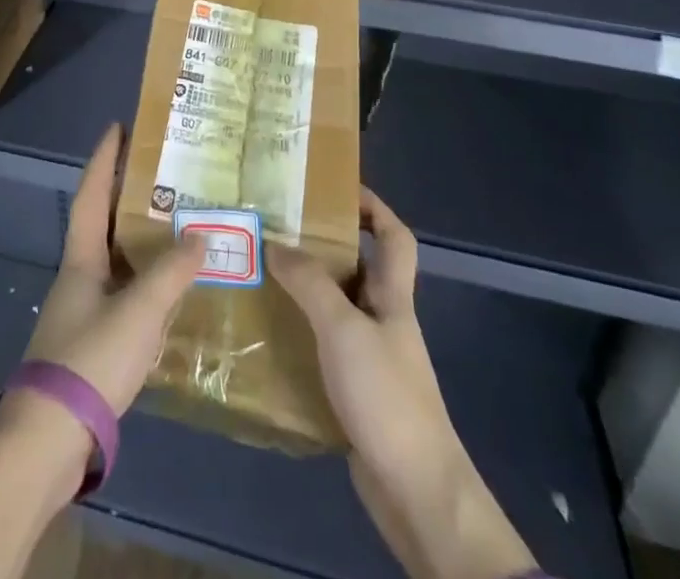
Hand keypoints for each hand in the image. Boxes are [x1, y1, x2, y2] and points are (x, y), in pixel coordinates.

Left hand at [23, 123, 205, 413]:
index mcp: (82, 257)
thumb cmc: (90, 359)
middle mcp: (80, 276)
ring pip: (117, 260)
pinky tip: (171, 292)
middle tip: (163, 173)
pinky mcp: (92, 344)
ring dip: (141, 241)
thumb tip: (200, 236)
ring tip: (177, 225)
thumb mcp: (138, 311)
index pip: (90, 194)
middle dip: (128, 195)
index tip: (118, 127)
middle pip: (104, 223)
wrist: (49, 440)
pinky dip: (147, 283)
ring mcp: (84, 311)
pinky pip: (125, 295)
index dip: (104, 159)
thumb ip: (171, 273)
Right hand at [271, 189, 533, 578]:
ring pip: (339, 309)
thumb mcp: (343, 328)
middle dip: (325, 246)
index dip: (374, 206)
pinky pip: (326, 349)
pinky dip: (302, 337)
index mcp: (393, 297)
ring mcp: (373, 359)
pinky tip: (271, 337)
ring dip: (307, 292)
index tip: (337, 188)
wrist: (415, 492)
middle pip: (361, 269)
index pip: (395, 236)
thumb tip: (275, 242)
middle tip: (279, 230)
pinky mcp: (357, 394)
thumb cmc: (386, 396)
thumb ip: (310, 283)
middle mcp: (385, 320)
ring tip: (264, 276)